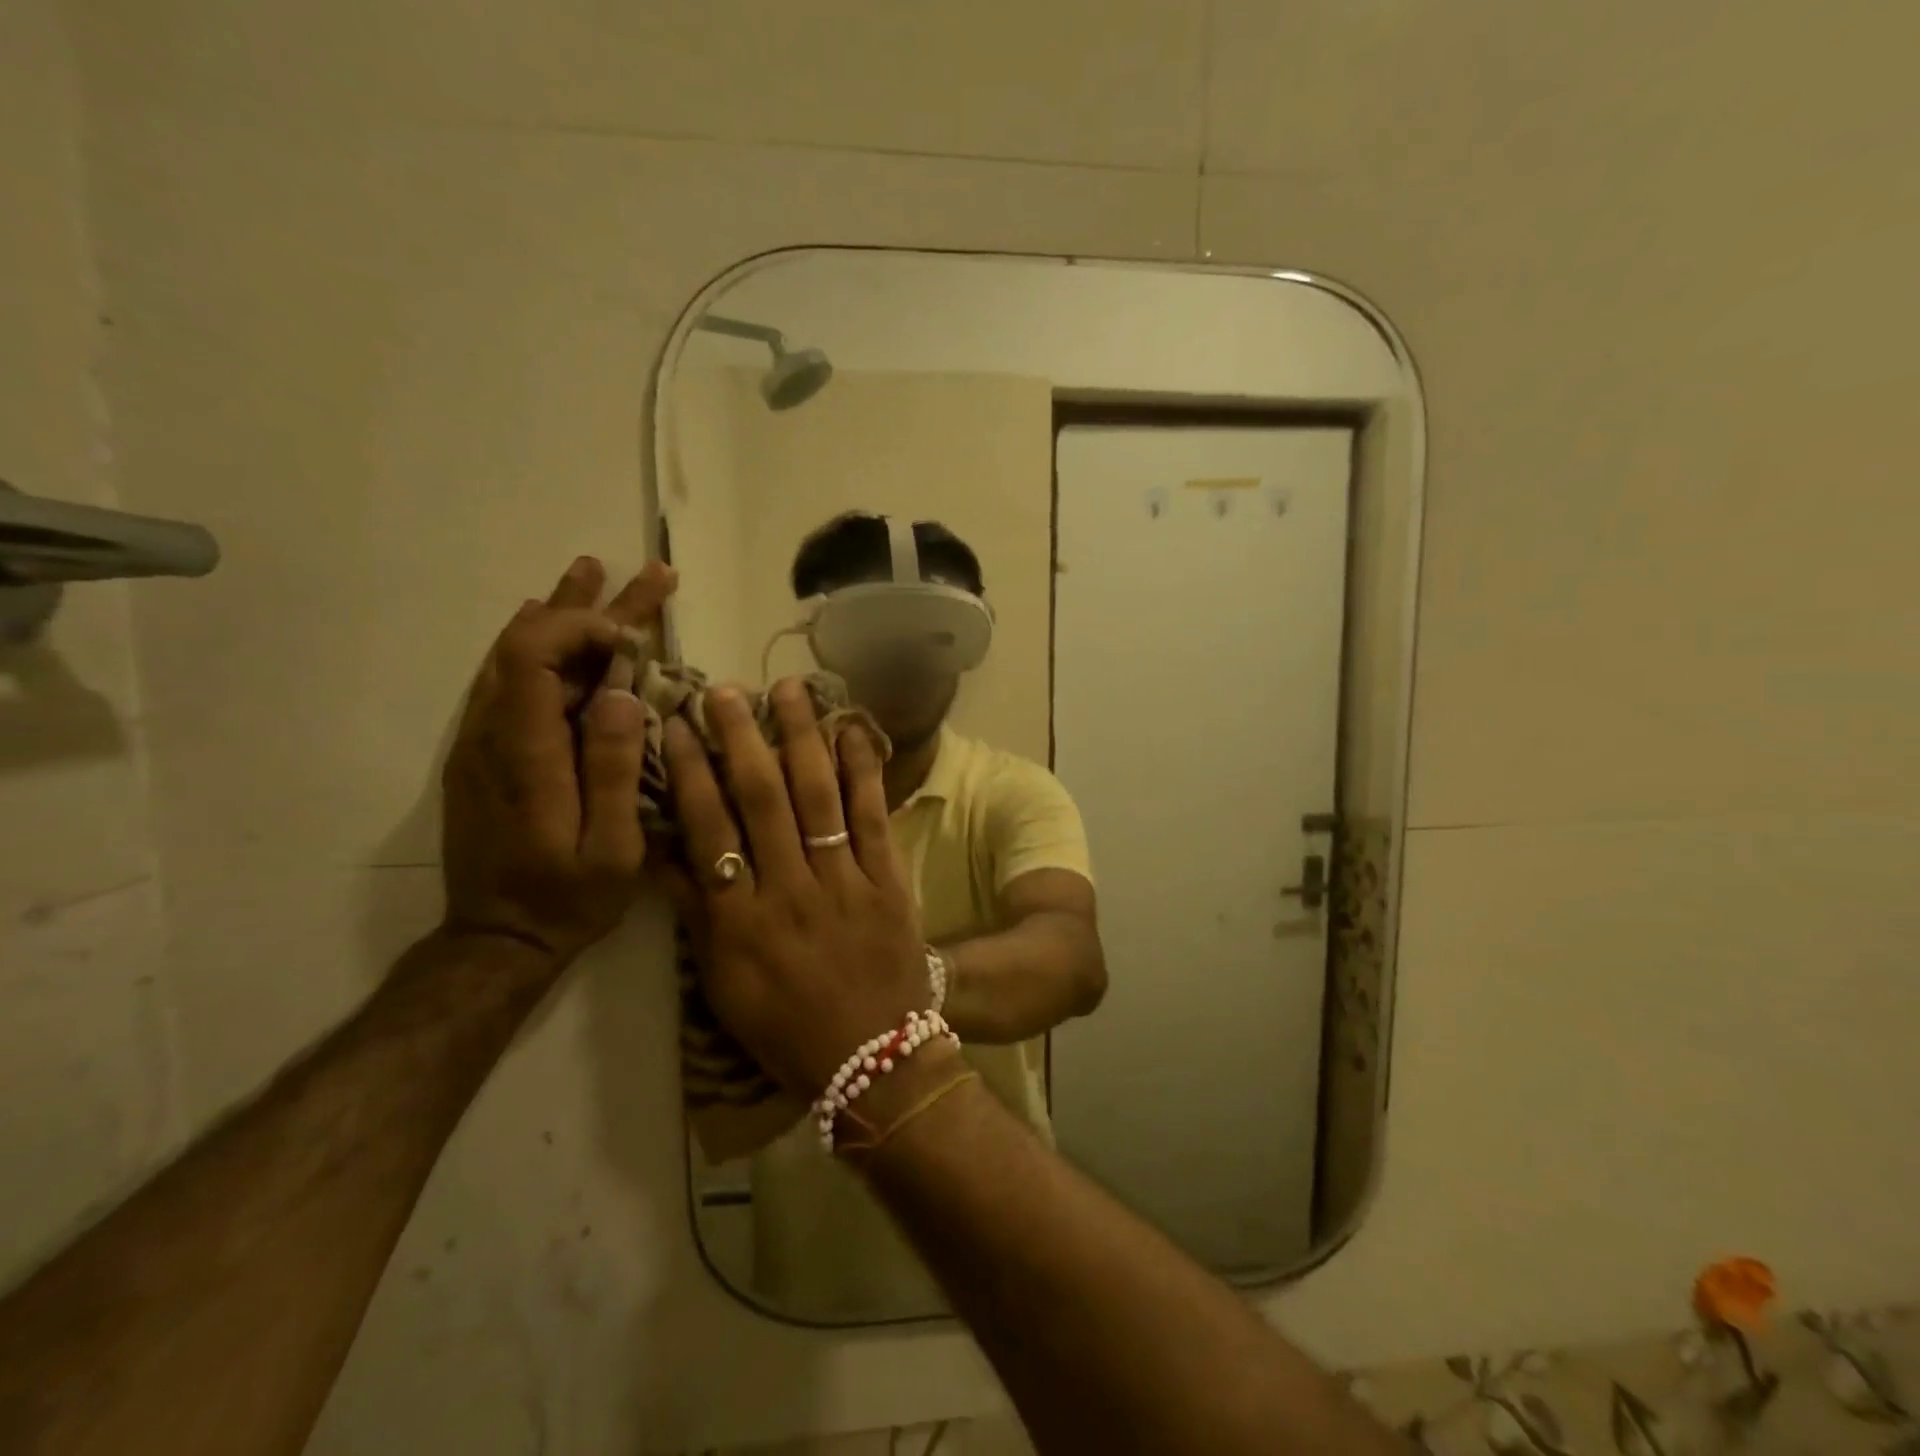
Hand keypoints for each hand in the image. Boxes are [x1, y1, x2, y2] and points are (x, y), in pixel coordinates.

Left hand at [440, 557, 676, 968]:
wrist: (498, 939)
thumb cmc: (566, 898)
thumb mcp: (611, 848)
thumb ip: (614, 769)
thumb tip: (624, 694)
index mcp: (525, 753)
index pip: (533, 656)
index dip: (581, 627)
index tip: (634, 635)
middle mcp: (493, 734)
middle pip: (529, 645)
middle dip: (590, 606)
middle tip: (645, 576)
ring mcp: (483, 742)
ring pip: (516, 658)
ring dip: (560, 615)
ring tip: (595, 575)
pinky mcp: (487, 754)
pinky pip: (510, 682)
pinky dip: (539, 646)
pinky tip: (550, 627)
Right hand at [662, 678, 927, 1097]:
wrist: (875, 1060)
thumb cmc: (789, 1028)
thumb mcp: (724, 987)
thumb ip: (697, 918)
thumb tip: (666, 854)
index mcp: (741, 920)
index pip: (708, 829)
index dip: (691, 773)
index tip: (678, 726)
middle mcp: (789, 890)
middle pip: (762, 799)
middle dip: (742, 739)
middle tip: (727, 691)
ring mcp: (844, 882)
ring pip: (818, 797)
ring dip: (802, 739)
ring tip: (789, 690)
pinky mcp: (888, 880)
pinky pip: (872, 817)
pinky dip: (863, 771)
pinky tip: (853, 730)